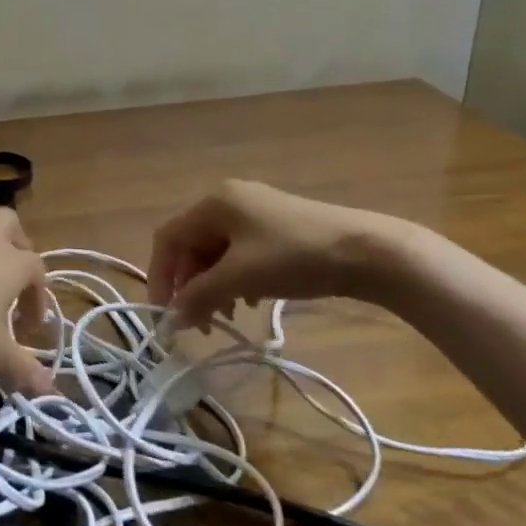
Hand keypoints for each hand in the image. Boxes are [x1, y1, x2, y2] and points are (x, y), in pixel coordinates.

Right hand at [147, 180, 427, 326]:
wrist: (365, 251)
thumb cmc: (294, 258)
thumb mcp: (241, 277)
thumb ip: (200, 294)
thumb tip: (171, 316)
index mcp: (214, 203)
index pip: (169, 237)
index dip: (160, 275)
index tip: (163, 315)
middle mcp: (229, 200)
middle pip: (192, 245)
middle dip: (190, 285)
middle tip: (198, 325)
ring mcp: (254, 211)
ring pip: (216, 252)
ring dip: (212, 286)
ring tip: (226, 318)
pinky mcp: (276, 227)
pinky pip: (240, 253)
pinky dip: (236, 279)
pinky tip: (252, 302)